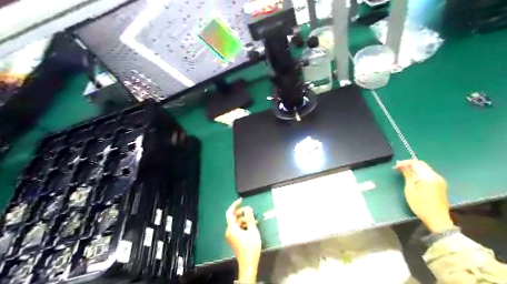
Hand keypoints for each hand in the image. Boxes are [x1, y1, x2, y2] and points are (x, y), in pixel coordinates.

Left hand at [225, 199, 260, 282]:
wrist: (248, 263)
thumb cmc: (251, 247)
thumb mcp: (252, 230)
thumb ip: (250, 218)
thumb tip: (247, 208)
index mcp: (232, 228)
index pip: (230, 212)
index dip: (235, 205)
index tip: (241, 200)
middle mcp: (229, 231)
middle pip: (233, 217)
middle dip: (242, 213)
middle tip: (251, 211)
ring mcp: (232, 235)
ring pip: (237, 223)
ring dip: (245, 220)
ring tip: (254, 221)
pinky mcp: (235, 239)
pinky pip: (238, 228)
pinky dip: (244, 225)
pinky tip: (252, 226)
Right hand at [394, 159, 452, 232]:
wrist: (437, 220)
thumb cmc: (421, 206)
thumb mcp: (410, 190)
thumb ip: (407, 176)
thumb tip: (403, 165)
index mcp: (429, 177)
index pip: (416, 163)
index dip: (404, 163)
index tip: (395, 167)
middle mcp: (436, 176)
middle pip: (422, 165)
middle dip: (409, 164)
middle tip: (398, 168)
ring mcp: (440, 181)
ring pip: (425, 169)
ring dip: (414, 169)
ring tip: (404, 173)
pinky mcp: (440, 185)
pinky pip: (429, 174)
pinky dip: (420, 174)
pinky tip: (413, 178)